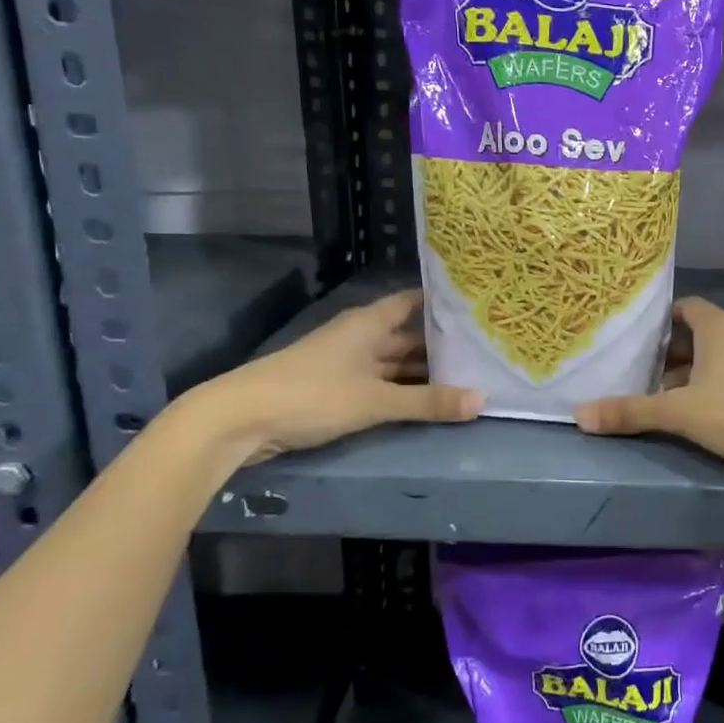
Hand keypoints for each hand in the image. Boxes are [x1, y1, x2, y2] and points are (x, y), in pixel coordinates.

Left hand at [192, 289, 480, 465]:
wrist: (240, 419)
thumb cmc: (312, 395)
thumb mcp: (375, 400)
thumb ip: (428, 402)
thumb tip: (482, 401)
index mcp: (368, 323)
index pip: (412, 303)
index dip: (441, 304)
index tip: (475, 308)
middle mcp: (359, 337)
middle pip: (406, 336)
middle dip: (440, 346)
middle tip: (483, 353)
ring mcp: (345, 363)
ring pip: (393, 363)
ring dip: (421, 372)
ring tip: (464, 379)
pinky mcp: (334, 389)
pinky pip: (379, 383)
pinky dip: (401, 390)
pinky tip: (425, 401)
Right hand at [575, 297, 723, 491]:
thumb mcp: (679, 413)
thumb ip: (630, 412)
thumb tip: (580, 414)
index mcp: (721, 327)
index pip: (686, 308)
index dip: (661, 322)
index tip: (638, 342)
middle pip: (701, 333)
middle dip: (673, 353)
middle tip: (646, 376)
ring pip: (721, 356)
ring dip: (695, 373)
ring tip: (669, 399)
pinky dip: (718, 385)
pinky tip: (705, 414)